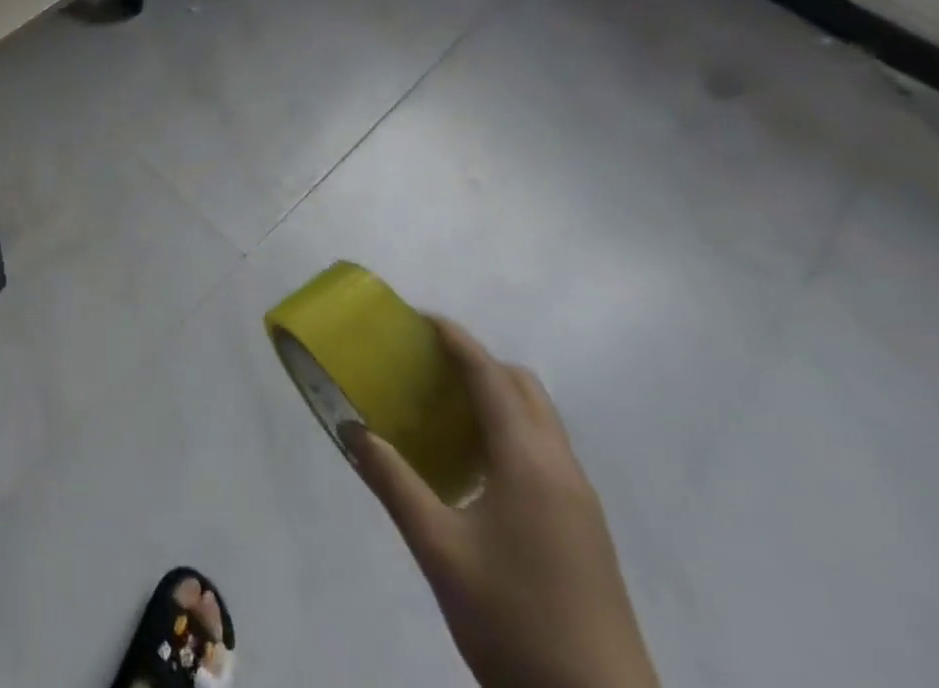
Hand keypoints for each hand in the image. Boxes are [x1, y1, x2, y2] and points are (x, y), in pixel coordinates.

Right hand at [343, 319, 658, 687]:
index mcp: (528, 462)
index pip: (490, 375)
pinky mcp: (586, 529)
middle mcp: (561, 468)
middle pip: (523, 388)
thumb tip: (352, 429)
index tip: (419, 318)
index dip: (455, 339)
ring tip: (445, 408)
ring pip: (540, 420)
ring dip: (496, 397)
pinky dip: (510, 430)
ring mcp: (580, 500)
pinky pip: (546, 450)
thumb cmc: (514, 621)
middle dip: (477, 363)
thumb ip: (393, 482)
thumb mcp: (438, 550)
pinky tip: (476, 464)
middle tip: (428, 365)